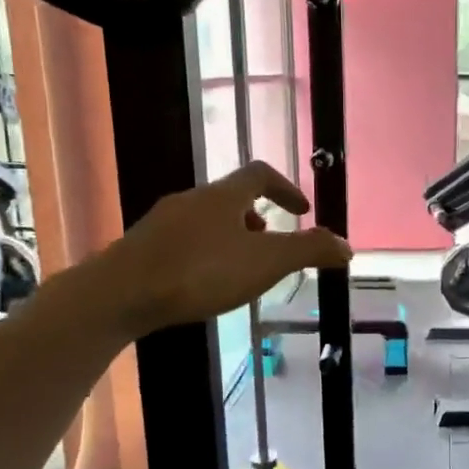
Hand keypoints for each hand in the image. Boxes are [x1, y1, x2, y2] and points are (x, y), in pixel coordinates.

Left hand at [103, 162, 350, 332]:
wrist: (120, 294)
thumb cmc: (200, 272)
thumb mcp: (266, 263)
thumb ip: (309, 251)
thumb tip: (347, 245)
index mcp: (223, 196)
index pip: (261, 174)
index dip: (286, 189)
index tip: (302, 212)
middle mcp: (191, 200)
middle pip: (232, 198)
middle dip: (258, 218)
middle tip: (272, 245)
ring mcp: (162, 223)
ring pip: (206, 220)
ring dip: (231, 236)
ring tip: (241, 267)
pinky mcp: (142, 248)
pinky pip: (184, 241)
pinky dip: (205, 253)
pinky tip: (203, 284)